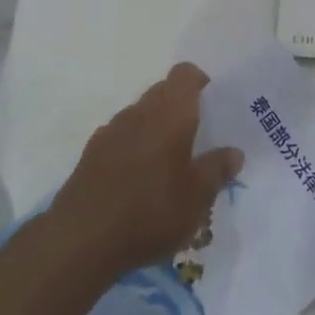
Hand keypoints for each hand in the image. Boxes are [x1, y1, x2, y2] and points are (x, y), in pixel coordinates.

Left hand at [48, 63, 243, 281]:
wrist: (81, 240)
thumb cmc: (151, 210)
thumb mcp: (198, 196)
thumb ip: (217, 169)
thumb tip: (234, 152)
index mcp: (170, 112)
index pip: (185, 74)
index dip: (200, 82)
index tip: (213, 105)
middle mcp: (139, 111)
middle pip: (163, 92)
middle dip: (181, 109)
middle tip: (198, 139)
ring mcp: (111, 132)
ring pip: (140, 116)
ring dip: (155, 130)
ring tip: (169, 166)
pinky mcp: (91, 155)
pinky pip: (121, 139)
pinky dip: (134, 149)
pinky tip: (139, 183)